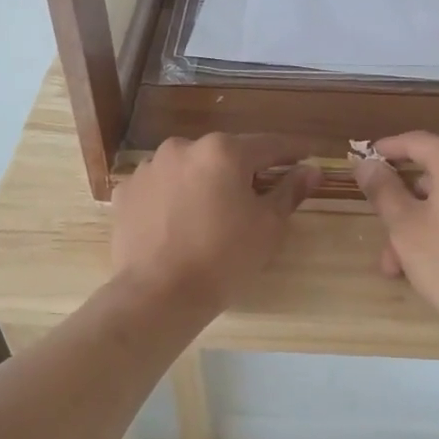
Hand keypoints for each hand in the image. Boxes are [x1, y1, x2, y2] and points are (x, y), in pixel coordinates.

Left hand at [112, 134, 319, 314]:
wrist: (159, 294)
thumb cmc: (224, 258)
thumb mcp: (268, 226)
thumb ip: (289, 191)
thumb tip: (311, 170)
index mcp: (223, 151)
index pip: (268, 145)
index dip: (292, 151)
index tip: (307, 155)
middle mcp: (183, 147)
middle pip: (224, 155)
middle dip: (243, 170)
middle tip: (257, 194)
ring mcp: (149, 168)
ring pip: (189, 169)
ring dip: (204, 182)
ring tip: (212, 213)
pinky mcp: (127, 192)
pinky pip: (160, 187)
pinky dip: (173, 198)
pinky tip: (179, 223)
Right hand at [354, 133, 438, 341]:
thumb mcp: (406, 227)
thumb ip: (383, 190)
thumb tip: (366, 163)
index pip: (416, 142)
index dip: (386, 150)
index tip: (363, 161)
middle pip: (435, 176)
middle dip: (404, 207)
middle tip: (382, 238)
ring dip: (424, 225)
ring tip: (401, 266)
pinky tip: (432, 262)